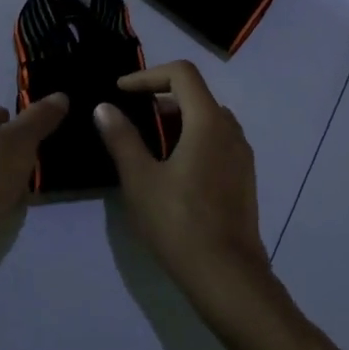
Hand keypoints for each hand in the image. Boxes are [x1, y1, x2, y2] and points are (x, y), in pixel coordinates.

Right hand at [94, 61, 272, 313]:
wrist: (228, 276)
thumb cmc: (179, 223)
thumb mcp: (140, 179)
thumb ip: (122, 138)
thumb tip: (104, 108)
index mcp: (208, 121)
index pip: (182, 73)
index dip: (148, 75)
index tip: (121, 91)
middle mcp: (230, 129)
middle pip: (196, 94)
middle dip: (160, 98)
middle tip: (130, 117)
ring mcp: (241, 154)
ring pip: (207, 119)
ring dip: (176, 120)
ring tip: (147, 144)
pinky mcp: (244, 177)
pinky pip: (216, 141)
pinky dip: (192, 139)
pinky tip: (171, 170)